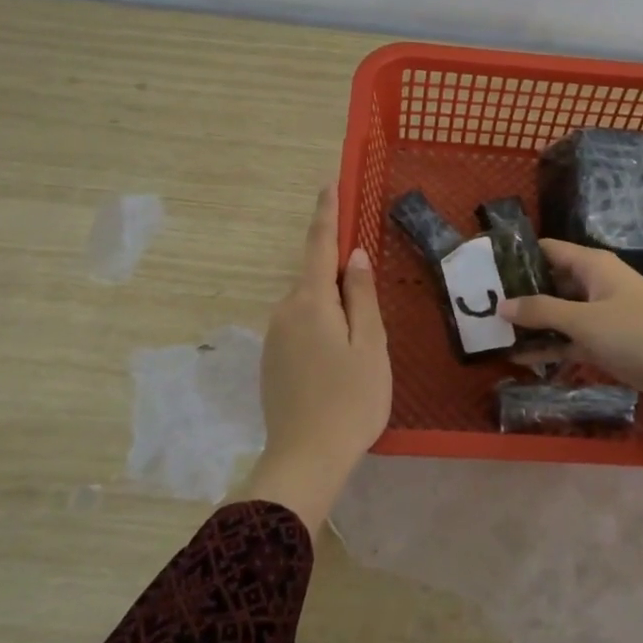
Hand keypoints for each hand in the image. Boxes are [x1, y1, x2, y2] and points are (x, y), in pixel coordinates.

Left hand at [233, 184, 390, 533]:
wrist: (305, 459)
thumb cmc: (350, 399)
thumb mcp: (369, 344)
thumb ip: (361, 296)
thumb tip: (354, 256)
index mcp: (310, 301)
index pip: (319, 245)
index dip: (326, 213)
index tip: (328, 184)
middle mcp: (285, 311)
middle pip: (316, 278)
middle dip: (341, 277)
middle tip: (370, 304)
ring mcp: (274, 337)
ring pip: (310, 306)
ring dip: (333, 308)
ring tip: (359, 346)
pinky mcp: (272, 360)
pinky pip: (301, 328)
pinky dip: (322, 329)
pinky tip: (338, 362)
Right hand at [500, 239, 642, 465]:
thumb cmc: (640, 333)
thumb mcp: (585, 321)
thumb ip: (541, 312)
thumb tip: (501, 305)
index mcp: (591, 266)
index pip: (546, 250)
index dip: (516, 257)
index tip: (482, 269)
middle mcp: (593, 285)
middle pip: (548, 283)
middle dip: (518, 295)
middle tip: (479, 307)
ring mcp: (600, 316)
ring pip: (557, 316)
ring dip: (531, 326)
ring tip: (491, 335)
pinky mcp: (606, 344)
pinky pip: (569, 342)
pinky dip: (549, 348)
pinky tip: (519, 360)